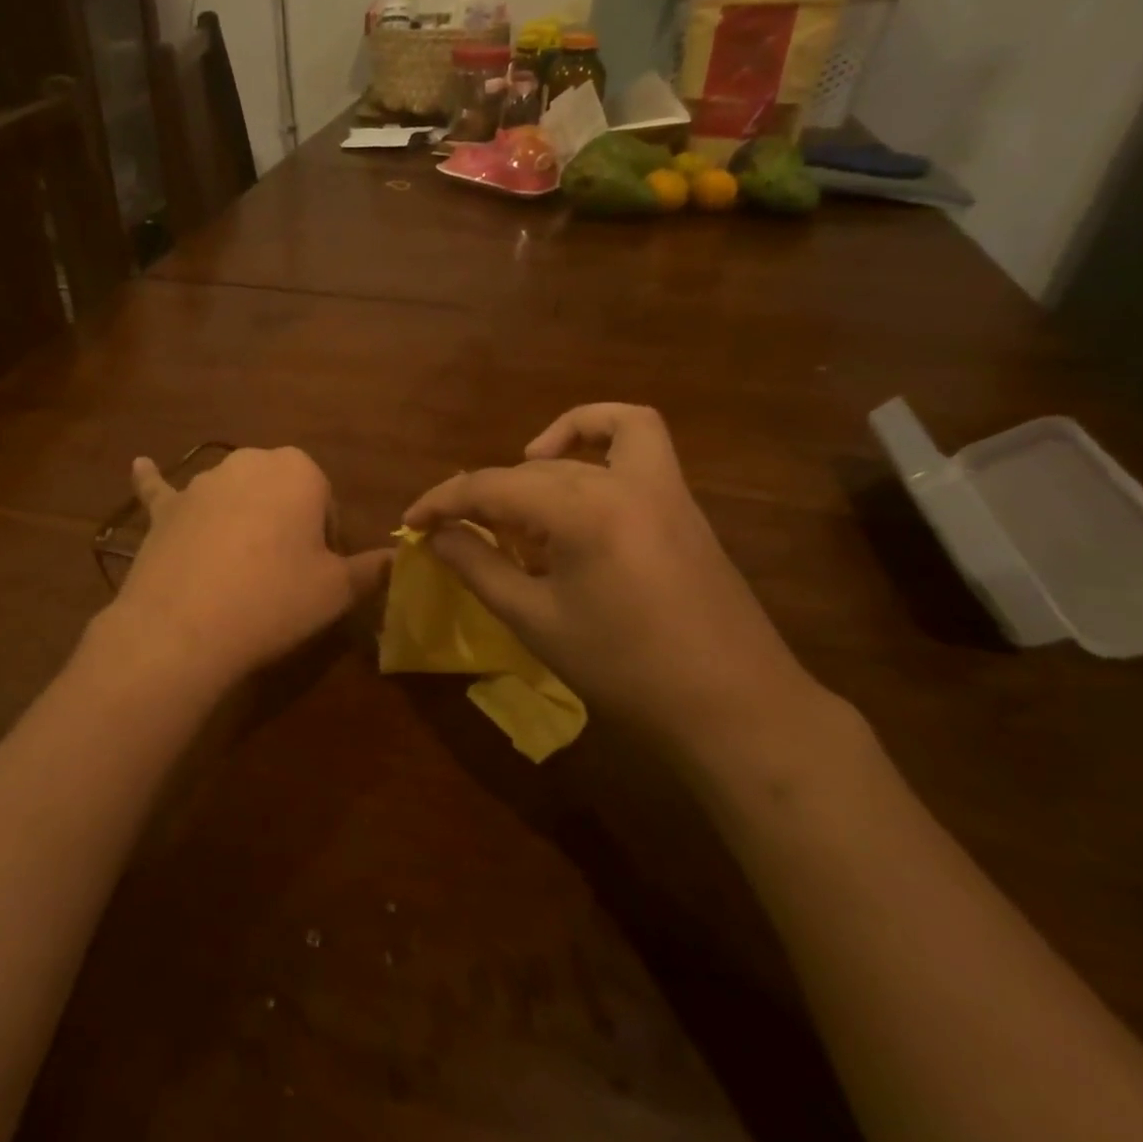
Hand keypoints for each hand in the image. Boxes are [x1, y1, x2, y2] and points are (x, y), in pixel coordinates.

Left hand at [108, 447, 391, 685]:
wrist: (185, 627)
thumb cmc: (275, 600)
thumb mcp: (338, 590)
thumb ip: (373, 569)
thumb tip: (398, 559)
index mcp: (300, 471)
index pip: (325, 501)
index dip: (325, 540)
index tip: (317, 574)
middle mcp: (249, 462)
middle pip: (280, 493)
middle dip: (286, 524)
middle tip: (284, 575)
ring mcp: (201, 482)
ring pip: (233, 495)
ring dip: (241, 519)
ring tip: (239, 572)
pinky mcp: (165, 509)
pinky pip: (162, 490)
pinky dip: (155, 482)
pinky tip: (139, 466)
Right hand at [403, 404, 828, 761]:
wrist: (731, 704)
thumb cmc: (625, 670)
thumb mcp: (536, 621)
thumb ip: (479, 568)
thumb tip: (437, 535)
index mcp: (580, 509)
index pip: (490, 487)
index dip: (442, 501)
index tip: (411, 522)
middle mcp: (620, 479)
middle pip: (531, 469)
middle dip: (484, 495)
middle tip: (458, 534)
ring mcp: (659, 484)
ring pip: (580, 448)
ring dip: (538, 463)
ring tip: (517, 500)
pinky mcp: (680, 501)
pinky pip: (637, 440)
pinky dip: (598, 437)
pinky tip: (577, 474)